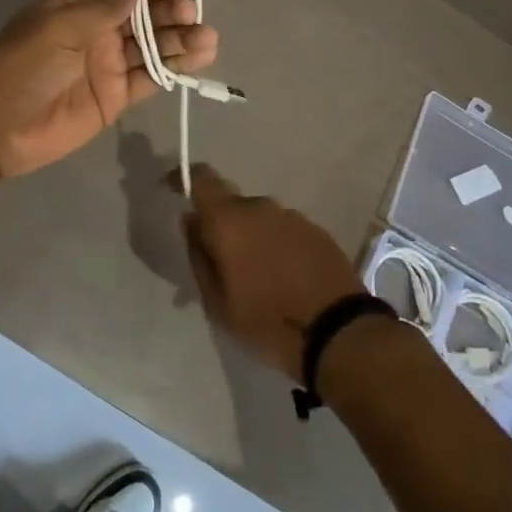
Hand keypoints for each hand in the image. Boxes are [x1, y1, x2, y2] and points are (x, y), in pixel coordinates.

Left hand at [0, 0, 219, 178]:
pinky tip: (200, 57)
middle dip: (169, 10)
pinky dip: (175, 68)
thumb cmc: (20, 67)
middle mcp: (98, 29)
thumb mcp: (57, 29)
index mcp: (78, 4)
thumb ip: (101, 7)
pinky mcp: (117, 95)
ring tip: (207, 37)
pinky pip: (151, 76)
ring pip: (153, 44)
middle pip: (144, 13)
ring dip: (180, 38)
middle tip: (190, 13)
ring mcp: (109, 62)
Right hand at [173, 164, 367, 377]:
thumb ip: (199, 256)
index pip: (202, 179)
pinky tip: (282, 279)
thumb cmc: (268, 321)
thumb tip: (190, 221)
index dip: (184, 178)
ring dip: (250, 239)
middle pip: (231, 206)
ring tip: (255, 279)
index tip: (173, 189)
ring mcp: (292, 217)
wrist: (338, 332)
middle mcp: (261, 207)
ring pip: (259, 220)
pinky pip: (283, 231)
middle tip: (220, 266)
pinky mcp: (316, 231)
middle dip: (221, 228)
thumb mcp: (218, 302)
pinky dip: (275, 247)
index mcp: (230, 220)